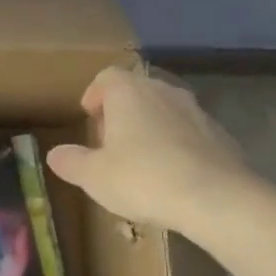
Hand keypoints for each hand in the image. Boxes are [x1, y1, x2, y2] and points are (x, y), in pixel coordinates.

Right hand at [46, 66, 248, 233]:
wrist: (216, 198)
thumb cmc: (143, 179)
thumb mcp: (94, 176)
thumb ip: (72, 162)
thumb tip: (55, 154)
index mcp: (129, 92)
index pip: (107, 77)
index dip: (95, 94)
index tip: (89, 116)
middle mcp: (164, 91)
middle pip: (137, 90)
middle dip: (122, 111)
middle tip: (111, 142)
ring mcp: (197, 111)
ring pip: (166, 110)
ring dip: (151, 127)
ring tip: (142, 160)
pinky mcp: (221, 135)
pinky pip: (190, 132)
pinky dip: (178, 145)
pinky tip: (174, 175)